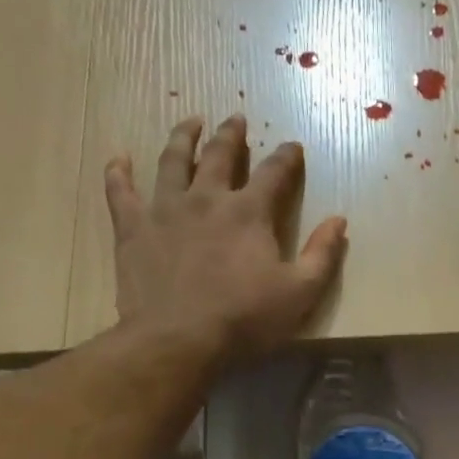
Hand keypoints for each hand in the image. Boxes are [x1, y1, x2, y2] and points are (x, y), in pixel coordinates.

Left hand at [106, 115, 346, 362]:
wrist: (180, 339)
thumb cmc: (245, 320)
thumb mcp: (300, 293)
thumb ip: (322, 255)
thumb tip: (339, 220)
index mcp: (249, 212)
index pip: (273, 173)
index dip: (286, 157)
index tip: (293, 146)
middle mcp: (207, 198)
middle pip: (220, 155)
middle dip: (231, 135)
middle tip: (235, 119)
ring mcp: (165, 209)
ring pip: (172, 160)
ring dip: (183, 138)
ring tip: (190, 122)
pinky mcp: (133, 228)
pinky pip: (121, 191)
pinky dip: (119, 173)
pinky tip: (119, 159)